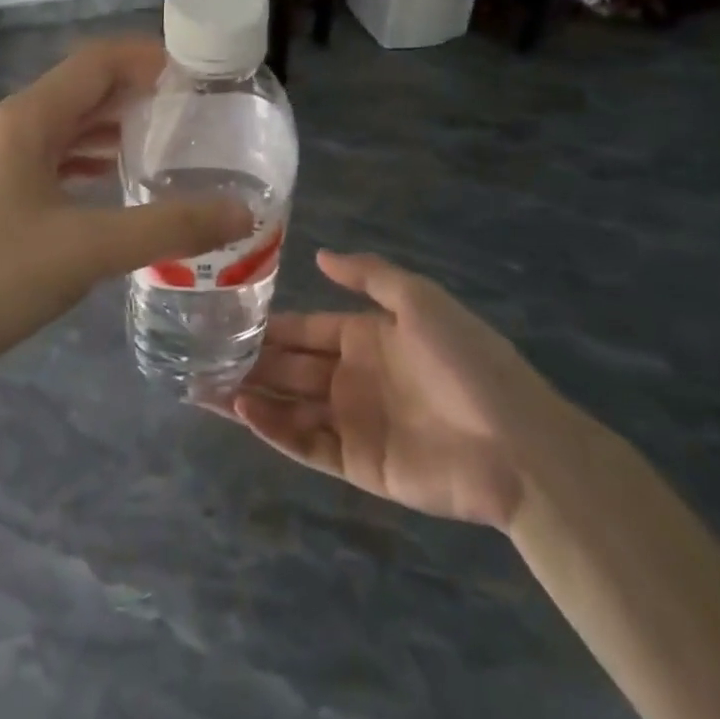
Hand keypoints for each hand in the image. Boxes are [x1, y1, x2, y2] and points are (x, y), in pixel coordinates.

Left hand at [0, 38, 250, 398]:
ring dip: (112, 129)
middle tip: (196, 112)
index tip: (201, 73)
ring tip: (166, 144)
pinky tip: (113, 186)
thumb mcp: (85, 251)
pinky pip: (47, 161)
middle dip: (137, 94)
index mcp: (26, 120)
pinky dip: (86, 163)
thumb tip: (242, 213)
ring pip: (64, 129)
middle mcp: (7, 128)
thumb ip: (167, 228)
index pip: (96, 62)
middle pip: (81, 91)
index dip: (149, 57)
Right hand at [220, 251, 571, 530]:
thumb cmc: (468, 362)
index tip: (225, 318)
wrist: (519, 445)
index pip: (305, 328)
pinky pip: (307, 444)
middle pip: (290, 368)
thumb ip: (369, 276)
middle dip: (249, 362)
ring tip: (204, 388)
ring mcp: (354, 422)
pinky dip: (275, 430)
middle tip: (201, 356)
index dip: (269, 325)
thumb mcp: (421, 301)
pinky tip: (244, 411)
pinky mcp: (358, 464)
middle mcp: (353, 377)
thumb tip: (319, 254)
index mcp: (367, 337)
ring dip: (250, 396)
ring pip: (289, 406)